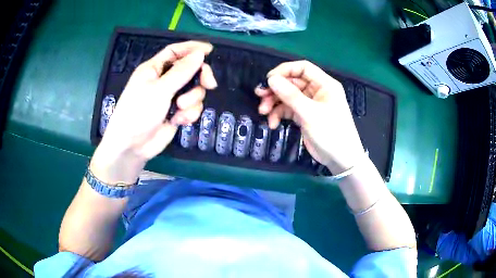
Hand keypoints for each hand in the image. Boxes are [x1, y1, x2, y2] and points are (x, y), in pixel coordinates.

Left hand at [91, 41, 216, 183]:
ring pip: (194, 90)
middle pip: (190, 70)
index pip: (175, 51)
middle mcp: (163, 80)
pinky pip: (192, 107)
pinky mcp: (176, 113)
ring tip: (180, 110)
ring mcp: (170, 97)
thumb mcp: (160, 89)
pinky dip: (189, 114)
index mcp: (154, 69)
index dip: (192, 48)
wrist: (132, 146)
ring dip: (192, 100)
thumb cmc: (138, 113)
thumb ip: (181, 71)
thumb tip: (200, 54)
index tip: (210, 50)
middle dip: (200, 78)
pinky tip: (179, 121)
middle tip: (209, 84)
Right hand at [256, 61, 363, 173]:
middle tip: (259, 95)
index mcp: (324, 84)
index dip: (285, 70)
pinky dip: (279, 114)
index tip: (269, 79)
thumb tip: (271, 79)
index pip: (302, 68)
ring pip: (287, 96)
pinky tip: (273, 124)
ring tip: (263, 112)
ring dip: (274, 103)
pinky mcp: (304, 116)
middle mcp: (317, 91)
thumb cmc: (331, 132)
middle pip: (292, 82)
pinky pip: (288, 110)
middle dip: (275, 90)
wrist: (340, 159)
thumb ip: (290, 95)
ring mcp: (310, 104)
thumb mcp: (310, 113)